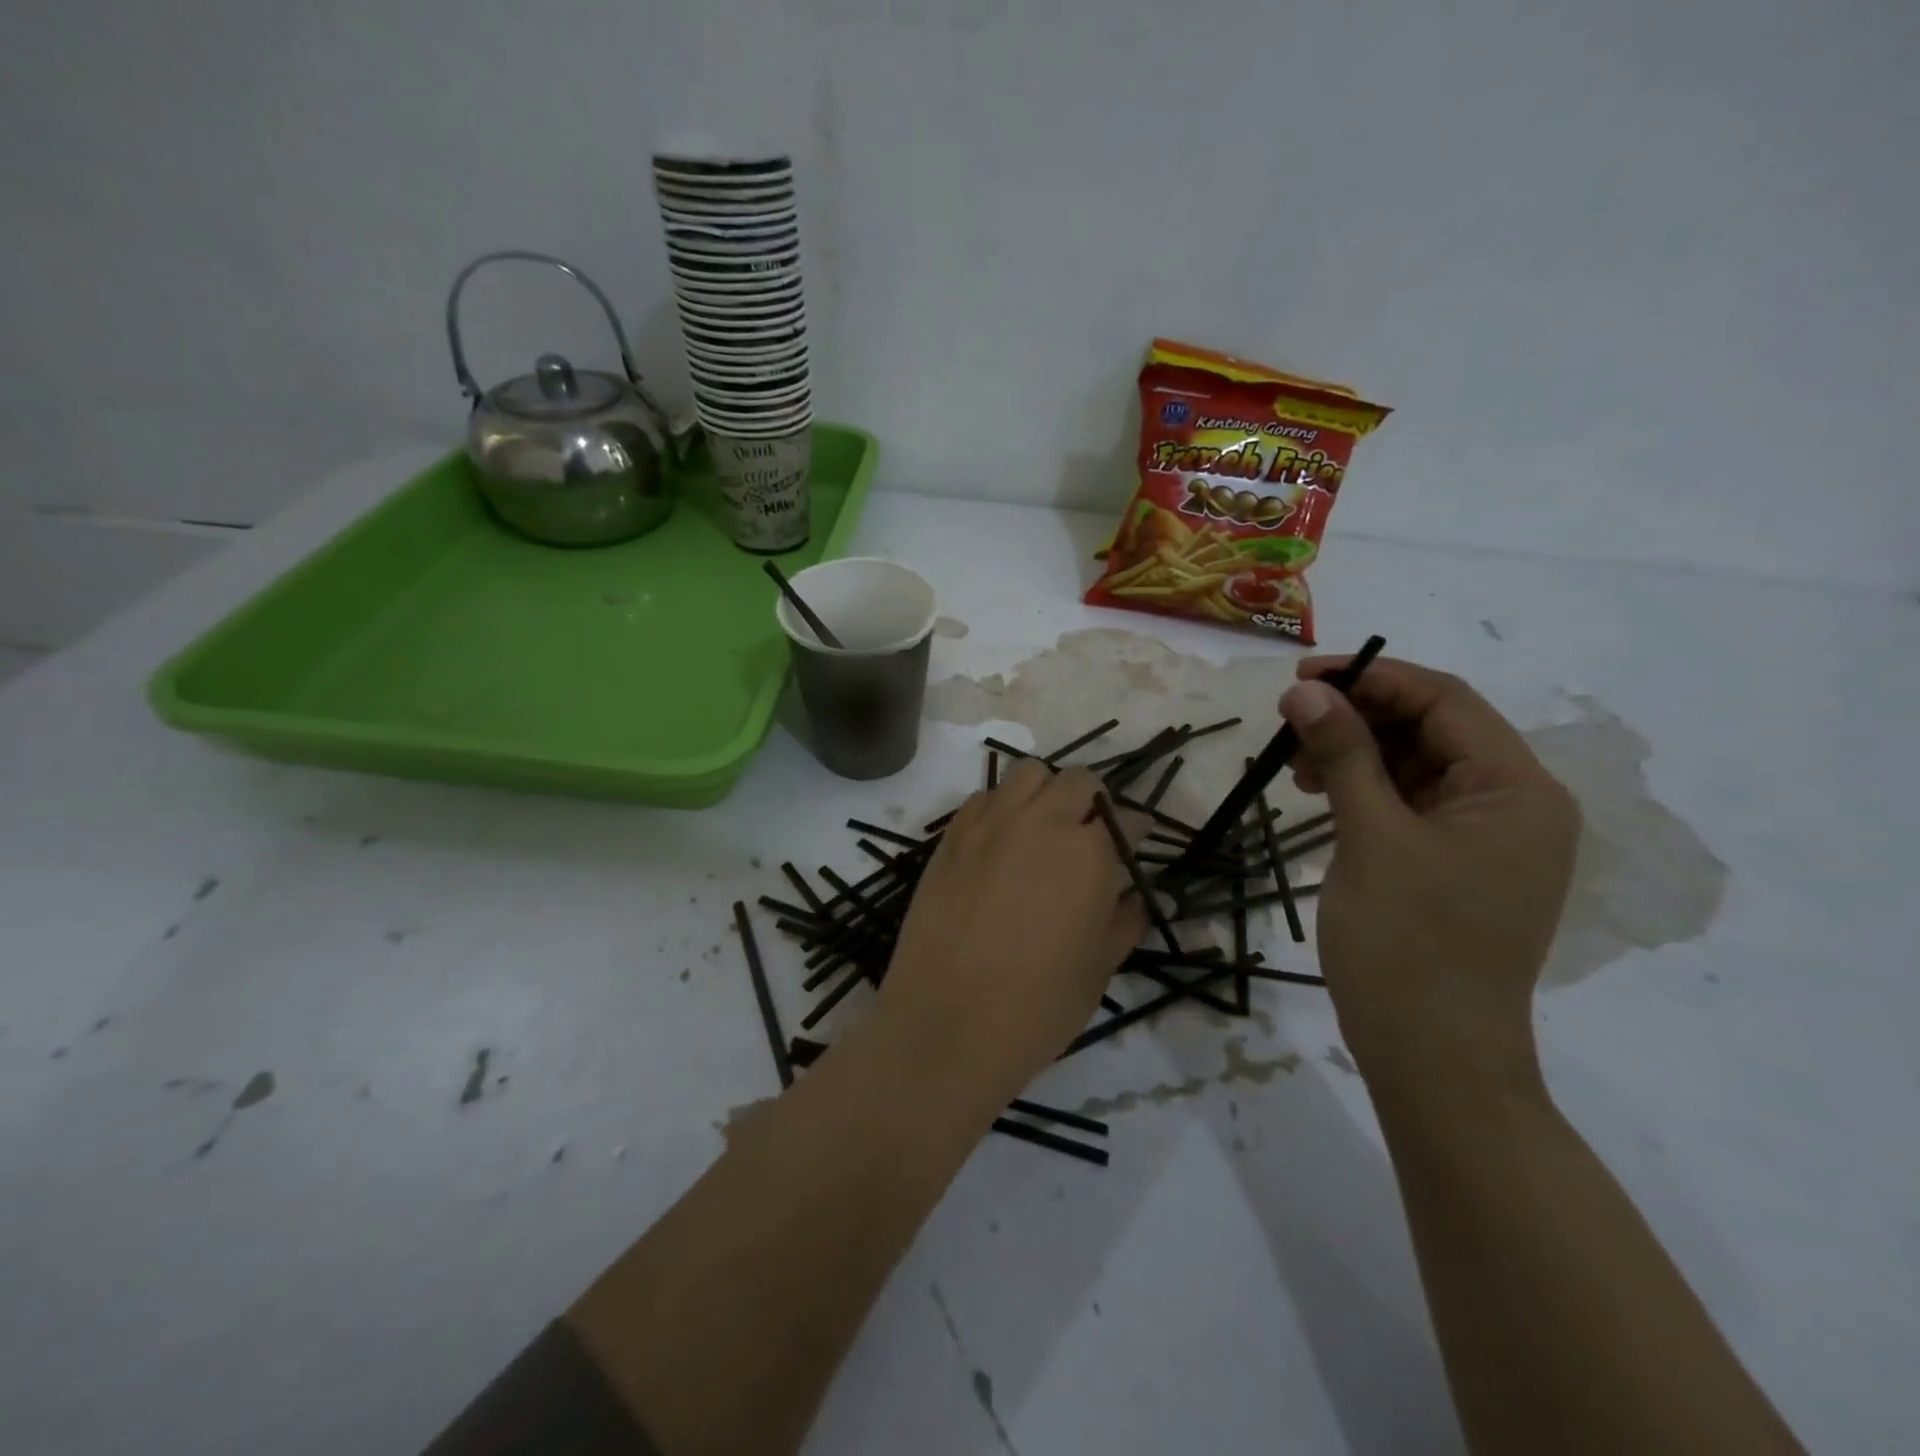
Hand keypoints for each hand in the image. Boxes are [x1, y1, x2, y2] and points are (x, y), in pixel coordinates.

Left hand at [875, 761, 1148, 1102]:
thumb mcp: (1099, 968)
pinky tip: (1001, 842)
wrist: (946, 1024)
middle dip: (1094, 802)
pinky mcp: (952, 836)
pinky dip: (1001, 807)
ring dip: (1046, 792)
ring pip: (1028, 774)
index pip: (1126, 819)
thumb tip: (1139, 896)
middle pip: (1078, 780)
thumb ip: (1125, 920)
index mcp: (1089, 853)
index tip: (1134, 846)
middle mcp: (1041, 822)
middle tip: (1090, 837)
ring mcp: (990, 823)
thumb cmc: (1037, 1007)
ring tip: (1044, 829)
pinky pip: (984, 798)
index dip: (1136, 832)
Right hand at [1280, 657, 1579, 1089]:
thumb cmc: (1406, 945)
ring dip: (1356, 753)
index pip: (1446, 701)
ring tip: (1297, 767)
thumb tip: (1306, 690)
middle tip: (1290, 722)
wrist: (1432, 1059)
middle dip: (1360, 716)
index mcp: (1516, 791)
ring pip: (1416, 764)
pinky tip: (1321, 795)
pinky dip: (1364, 789)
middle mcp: (1514, 805)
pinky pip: (1410, 803)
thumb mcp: (1370, 838)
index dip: (1372, 678)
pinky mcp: (1455, 864)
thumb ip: (1342, 755)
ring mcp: (1486, 838)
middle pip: (1433, 729)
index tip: (1302, 677)